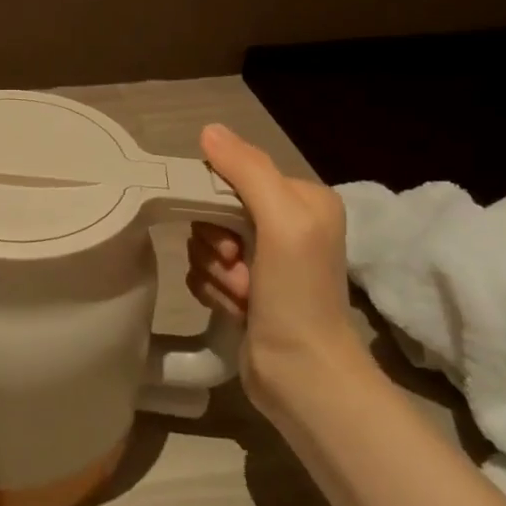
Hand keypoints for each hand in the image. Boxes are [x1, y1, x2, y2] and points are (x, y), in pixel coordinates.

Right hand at [186, 123, 361, 415]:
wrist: (302, 376)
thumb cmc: (297, 294)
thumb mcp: (282, 221)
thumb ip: (247, 171)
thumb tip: (208, 130)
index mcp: (301, 199)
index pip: (234, 174)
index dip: (217, 202)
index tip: (231, 238)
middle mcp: (284, 224)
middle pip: (214, 210)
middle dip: (217, 244)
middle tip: (240, 268)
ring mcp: (263, 260)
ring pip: (204, 243)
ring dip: (215, 272)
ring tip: (244, 297)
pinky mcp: (244, 289)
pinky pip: (203, 271)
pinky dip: (213, 291)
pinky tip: (236, 310)